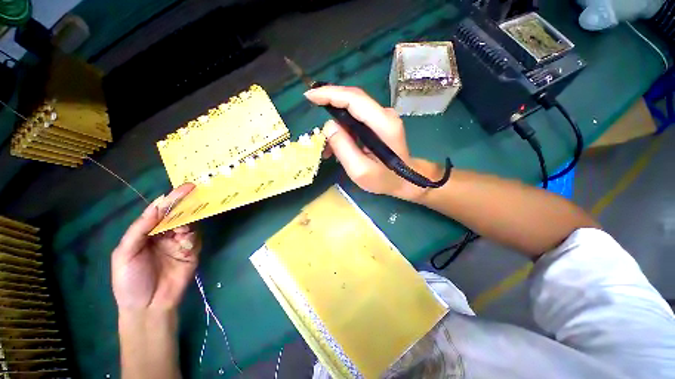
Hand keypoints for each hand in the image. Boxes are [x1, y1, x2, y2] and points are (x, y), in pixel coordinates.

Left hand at [112, 183, 200, 311]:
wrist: (148, 306)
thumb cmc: (130, 280)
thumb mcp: (125, 254)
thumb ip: (140, 229)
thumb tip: (158, 206)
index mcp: (146, 233)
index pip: (159, 212)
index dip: (171, 199)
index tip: (186, 188)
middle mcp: (164, 235)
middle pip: (177, 216)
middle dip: (184, 209)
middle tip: (192, 204)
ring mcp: (179, 243)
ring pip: (189, 225)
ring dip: (188, 225)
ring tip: (181, 234)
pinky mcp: (192, 252)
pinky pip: (196, 239)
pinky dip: (193, 239)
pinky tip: (186, 245)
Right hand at [304, 85, 442, 200]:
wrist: (405, 180)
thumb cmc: (384, 179)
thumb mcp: (360, 171)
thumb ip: (343, 148)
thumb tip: (328, 126)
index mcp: (383, 124)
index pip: (354, 99)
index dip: (330, 94)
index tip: (310, 96)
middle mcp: (385, 115)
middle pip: (353, 99)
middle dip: (330, 101)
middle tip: (311, 109)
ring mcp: (382, 118)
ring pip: (353, 109)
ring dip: (336, 122)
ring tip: (326, 145)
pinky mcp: (378, 123)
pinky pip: (356, 119)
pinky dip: (343, 128)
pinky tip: (337, 144)